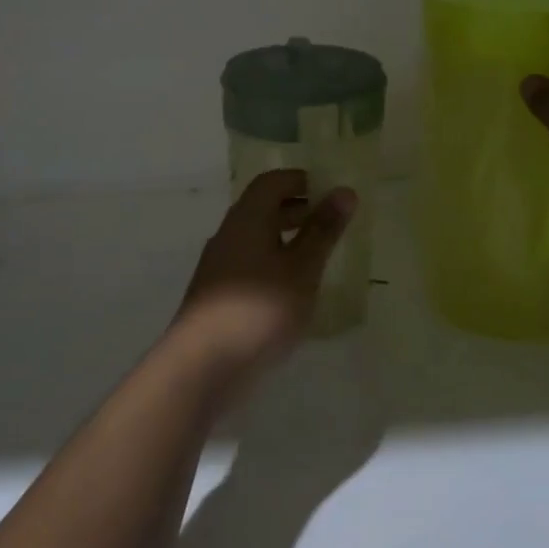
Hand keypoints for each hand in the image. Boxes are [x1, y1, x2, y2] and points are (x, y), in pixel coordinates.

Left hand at [170, 170, 355, 382]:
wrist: (203, 367)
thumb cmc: (260, 310)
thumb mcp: (302, 268)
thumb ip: (323, 230)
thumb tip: (345, 190)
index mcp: (247, 218)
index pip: (273, 181)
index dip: (303, 181)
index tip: (333, 193)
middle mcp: (229, 234)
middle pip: (263, 207)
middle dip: (298, 209)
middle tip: (333, 223)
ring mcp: (219, 265)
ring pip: (257, 238)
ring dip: (287, 239)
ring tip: (319, 258)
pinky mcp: (218, 294)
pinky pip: (250, 264)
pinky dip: (274, 264)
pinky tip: (293, 291)